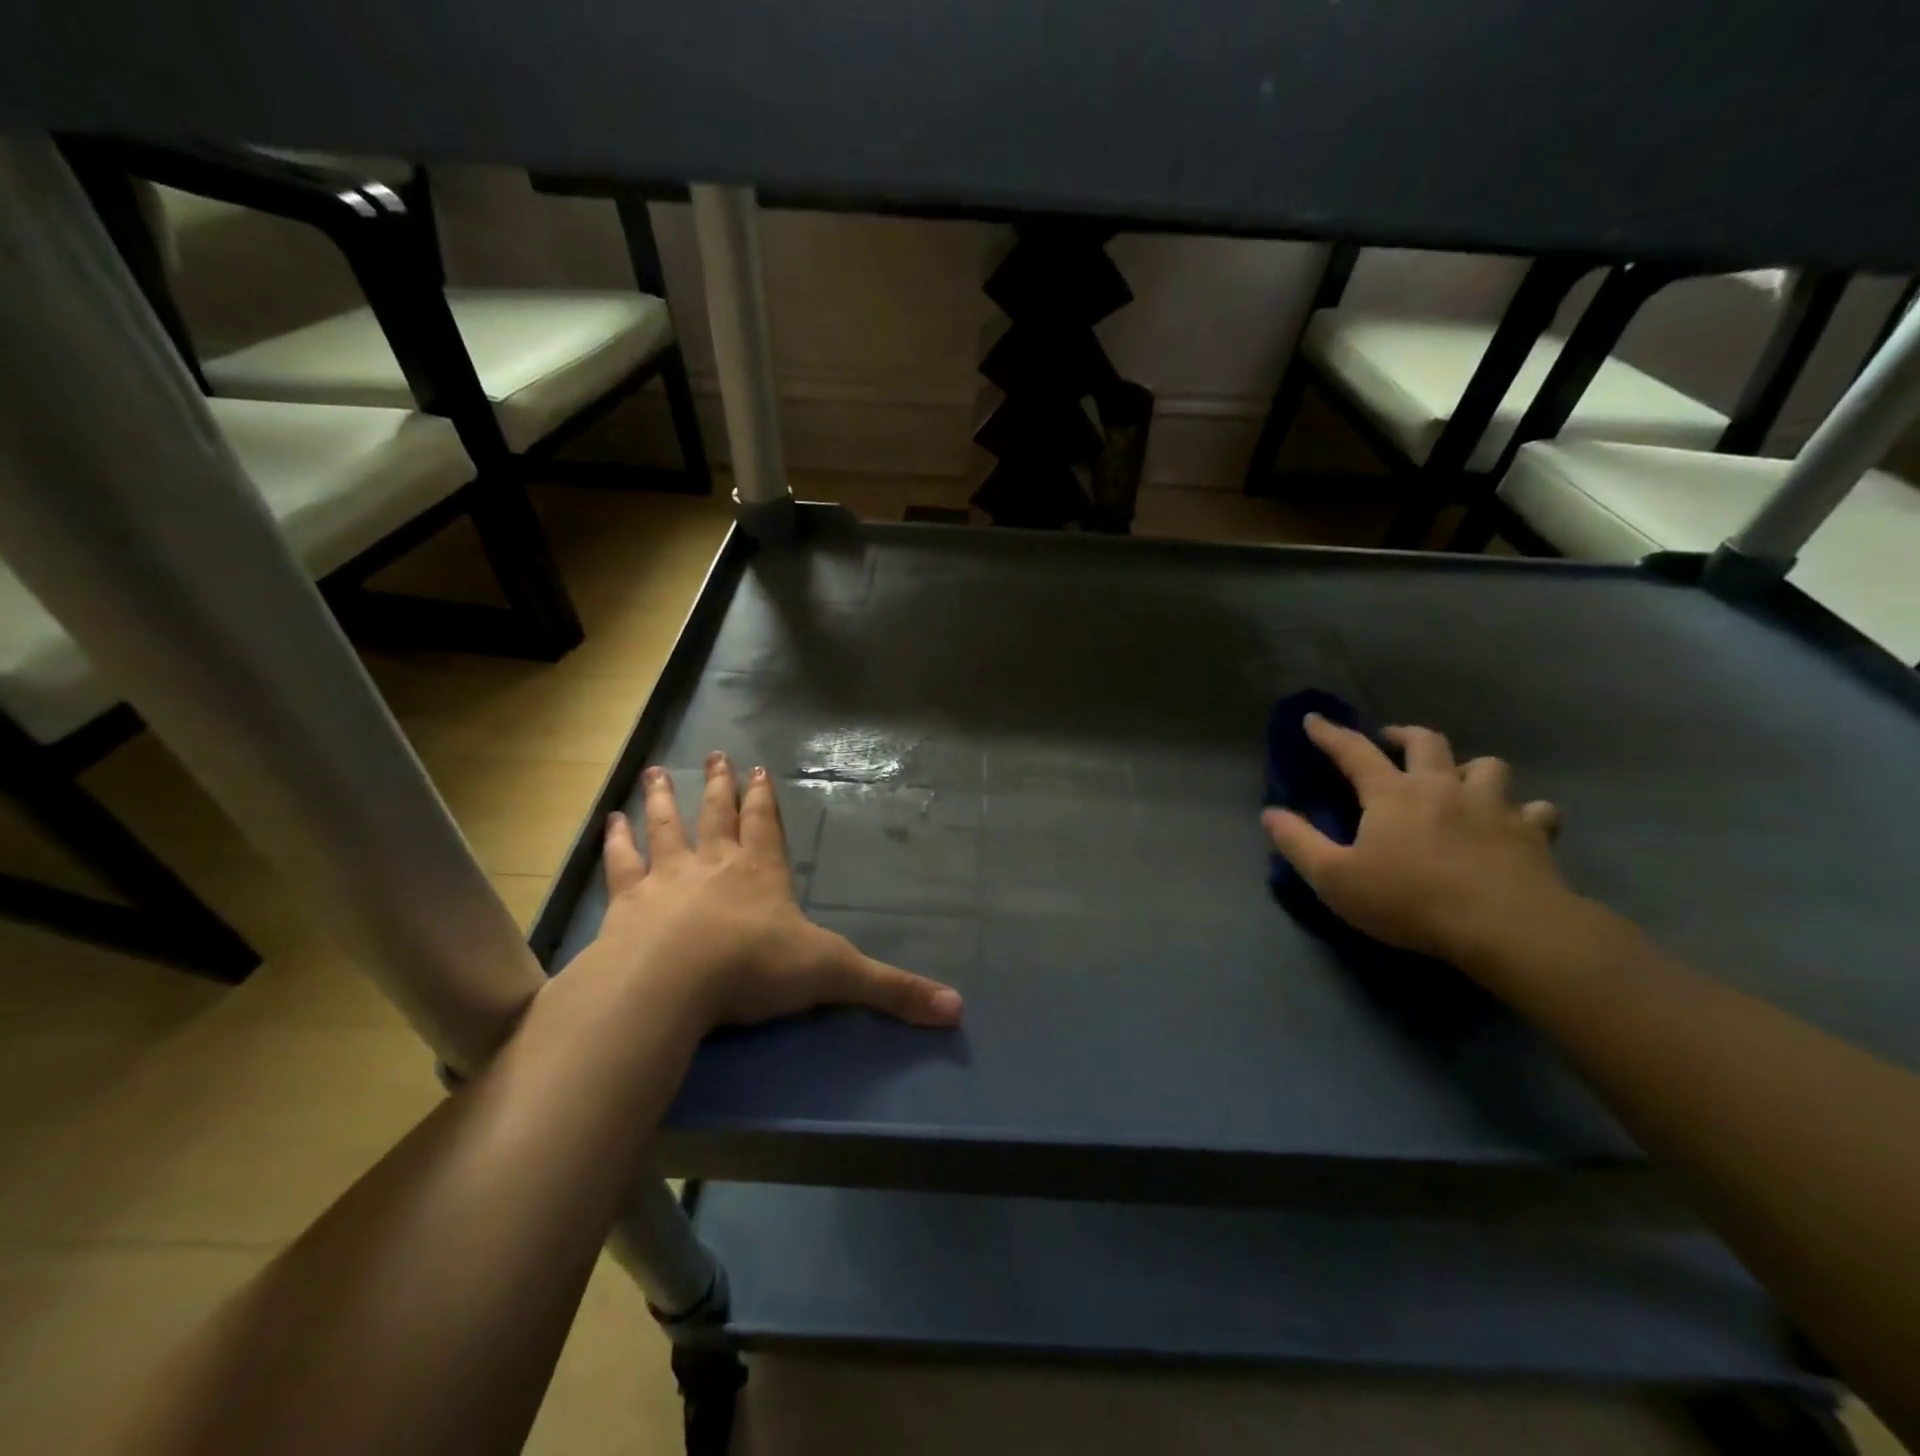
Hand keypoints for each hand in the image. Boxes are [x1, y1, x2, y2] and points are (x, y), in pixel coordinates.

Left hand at [592, 752, 961, 1030]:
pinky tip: (608, 822)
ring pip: (665, 828)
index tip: (758, 769)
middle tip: (712, 755)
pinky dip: (615, 843)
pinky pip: (621, 865)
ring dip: (660, 801)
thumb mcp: (834, 975)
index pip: (766, 826)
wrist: (672, 982)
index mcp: (760, 874)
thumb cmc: (755, 968)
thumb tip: (957, 1009)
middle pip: (715, 814)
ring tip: (653, 773)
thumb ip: (891, 990)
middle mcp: (713, 865)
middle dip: (716, 786)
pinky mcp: (627, 904)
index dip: (764, 800)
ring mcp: (667, 879)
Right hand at [1263, 714, 1575, 963]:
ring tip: (1458, 780)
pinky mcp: (1532, 834)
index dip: (1330, 734)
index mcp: (1392, 794)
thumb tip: (1270, 812)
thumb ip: (1298, 842)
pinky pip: (1536, 810)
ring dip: (1468, 767)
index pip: (1354, 751)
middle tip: (1392, 740)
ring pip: (1487, 766)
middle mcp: (1442, 787)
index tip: (1314, 719)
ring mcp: (1493, 807)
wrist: (1506, 927)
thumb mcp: (1335, 878)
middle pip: (1427, 742)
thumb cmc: (1410, 900)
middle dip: (1405, 734)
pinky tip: (1517, 823)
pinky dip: (1524, 811)